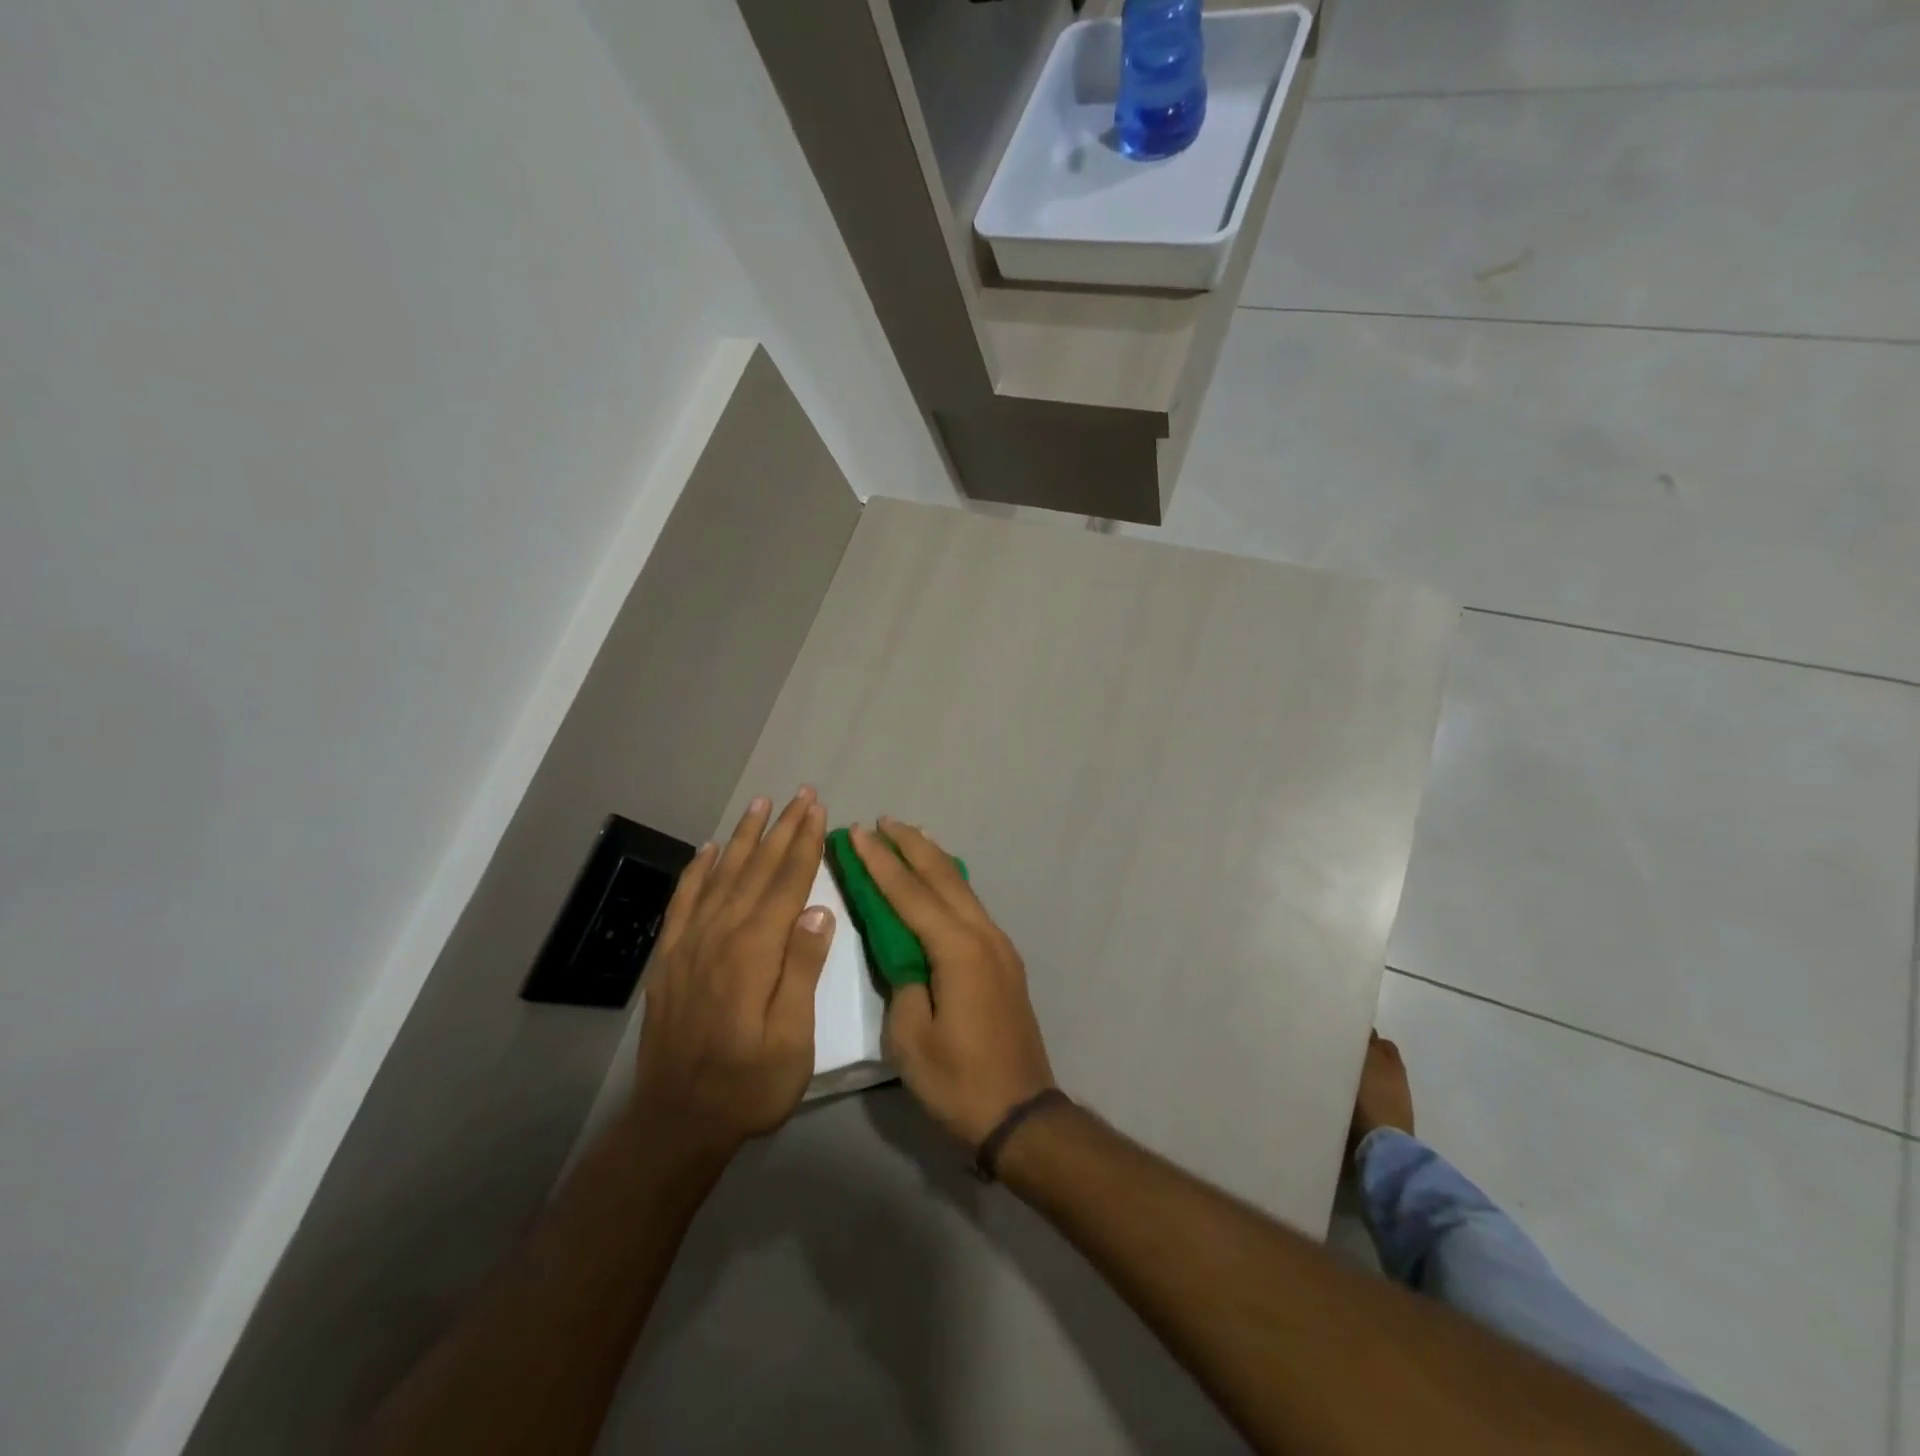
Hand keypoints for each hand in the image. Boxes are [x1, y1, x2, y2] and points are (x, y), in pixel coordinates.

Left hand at [630, 790, 833, 1156]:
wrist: (677, 1122)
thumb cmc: (749, 1084)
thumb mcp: (792, 1038)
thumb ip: (803, 970)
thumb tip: (818, 910)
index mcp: (754, 951)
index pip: (786, 883)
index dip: (804, 843)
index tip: (818, 810)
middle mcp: (720, 935)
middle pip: (756, 869)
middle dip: (781, 829)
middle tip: (800, 794)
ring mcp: (689, 944)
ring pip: (721, 876)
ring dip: (743, 838)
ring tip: (760, 805)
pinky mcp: (669, 959)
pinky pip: (684, 902)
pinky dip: (697, 872)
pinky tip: (708, 852)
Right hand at [852, 819, 1056, 1147]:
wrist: (1021, 1114)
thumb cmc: (959, 1082)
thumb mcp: (911, 1039)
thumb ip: (903, 984)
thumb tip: (905, 956)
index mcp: (957, 950)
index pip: (909, 894)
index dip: (880, 863)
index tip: (858, 834)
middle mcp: (983, 935)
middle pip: (942, 877)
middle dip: (910, 845)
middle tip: (882, 821)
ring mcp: (999, 946)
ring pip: (961, 887)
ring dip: (932, 859)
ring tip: (909, 836)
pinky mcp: (1004, 961)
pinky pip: (971, 906)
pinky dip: (949, 884)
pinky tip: (939, 881)